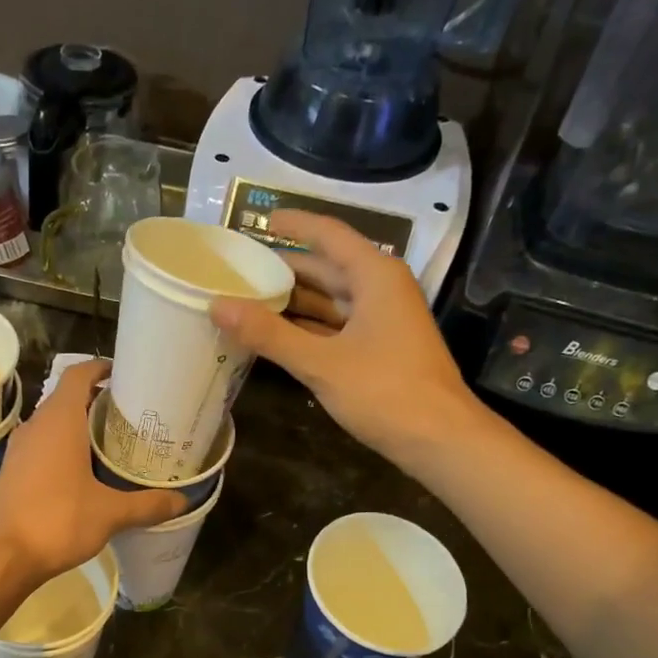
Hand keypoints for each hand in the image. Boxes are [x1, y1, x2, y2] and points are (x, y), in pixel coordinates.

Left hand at [0, 359, 186, 583]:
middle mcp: (36, 426)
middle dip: (99, 401)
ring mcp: (20, 449)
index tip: (127, 376)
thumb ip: (147, 504)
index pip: (78, 374)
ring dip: (81, 427)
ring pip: (55, 424)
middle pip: (68, 398)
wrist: (0, 556)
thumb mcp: (110, 513)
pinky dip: (66, 449)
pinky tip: (87, 473)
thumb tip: (182, 500)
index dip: (101, 368)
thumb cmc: (56, 520)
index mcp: (59, 420)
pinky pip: (44, 447)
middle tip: (133, 416)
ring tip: (115, 443)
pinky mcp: (13, 472)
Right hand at [210, 209, 482, 466]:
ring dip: (291, 303)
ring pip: (329, 301)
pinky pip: (335, 327)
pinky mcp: (378, 348)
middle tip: (237, 270)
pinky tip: (274, 336)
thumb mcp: (321, 362)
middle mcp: (380, 289)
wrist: (439, 439)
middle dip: (283, 269)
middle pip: (325, 268)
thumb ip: (269, 334)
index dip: (293, 224)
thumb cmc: (385, 391)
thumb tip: (218, 306)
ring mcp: (381, 320)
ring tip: (245, 301)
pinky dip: (306, 328)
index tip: (258, 218)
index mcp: (374, 275)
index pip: (328, 234)